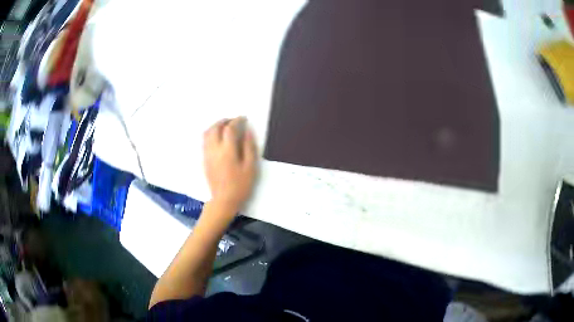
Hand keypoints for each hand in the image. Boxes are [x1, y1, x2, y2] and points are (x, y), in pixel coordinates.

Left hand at [203, 117, 257, 212]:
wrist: (223, 200)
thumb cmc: (240, 185)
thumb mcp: (250, 167)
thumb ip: (249, 147)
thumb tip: (247, 131)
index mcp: (227, 151)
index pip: (230, 128)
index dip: (237, 121)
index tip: (243, 119)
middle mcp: (214, 149)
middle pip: (215, 128)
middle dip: (224, 121)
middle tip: (234, 121)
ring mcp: (207, 154)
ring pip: (207, 133)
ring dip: (216, 126)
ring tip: (225, 126)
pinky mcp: (204, 159)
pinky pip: (205, 141)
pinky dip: (211, 133)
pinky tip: (219, 137)